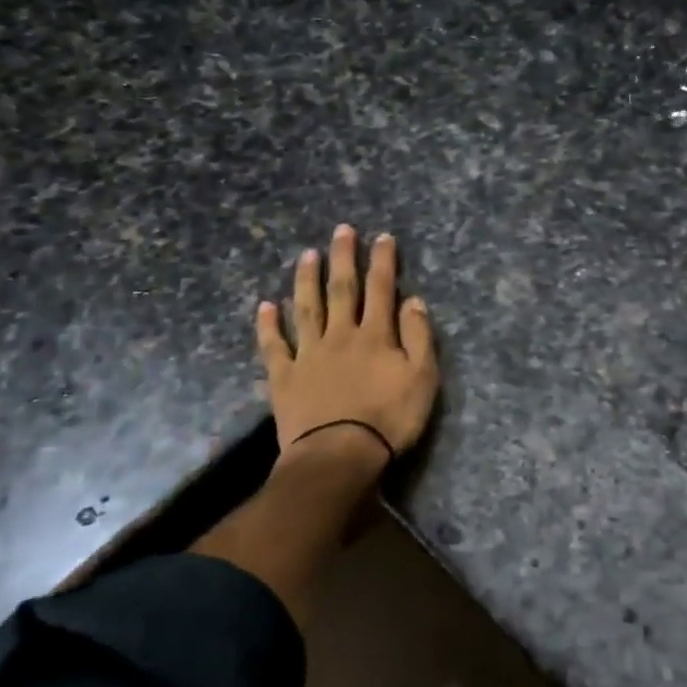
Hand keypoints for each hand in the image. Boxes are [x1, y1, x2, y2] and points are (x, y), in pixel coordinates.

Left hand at [257, 225, 438, 469]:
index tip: (383, 237)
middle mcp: (340, 335)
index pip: (381, 289)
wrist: (338, 455)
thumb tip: (413, 300)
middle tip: (342, 230)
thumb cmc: (389, 419)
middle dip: (343, 258)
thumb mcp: (422, 378)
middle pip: (341, 289)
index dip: (383, 261)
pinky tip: (265, 306)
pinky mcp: (284, 377)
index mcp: (375, 335)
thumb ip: (419, 337)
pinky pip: (274, 346)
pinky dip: (268, 325)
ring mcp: (308, 354)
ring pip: (306, 308)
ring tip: (307, 255)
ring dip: (307, 280)